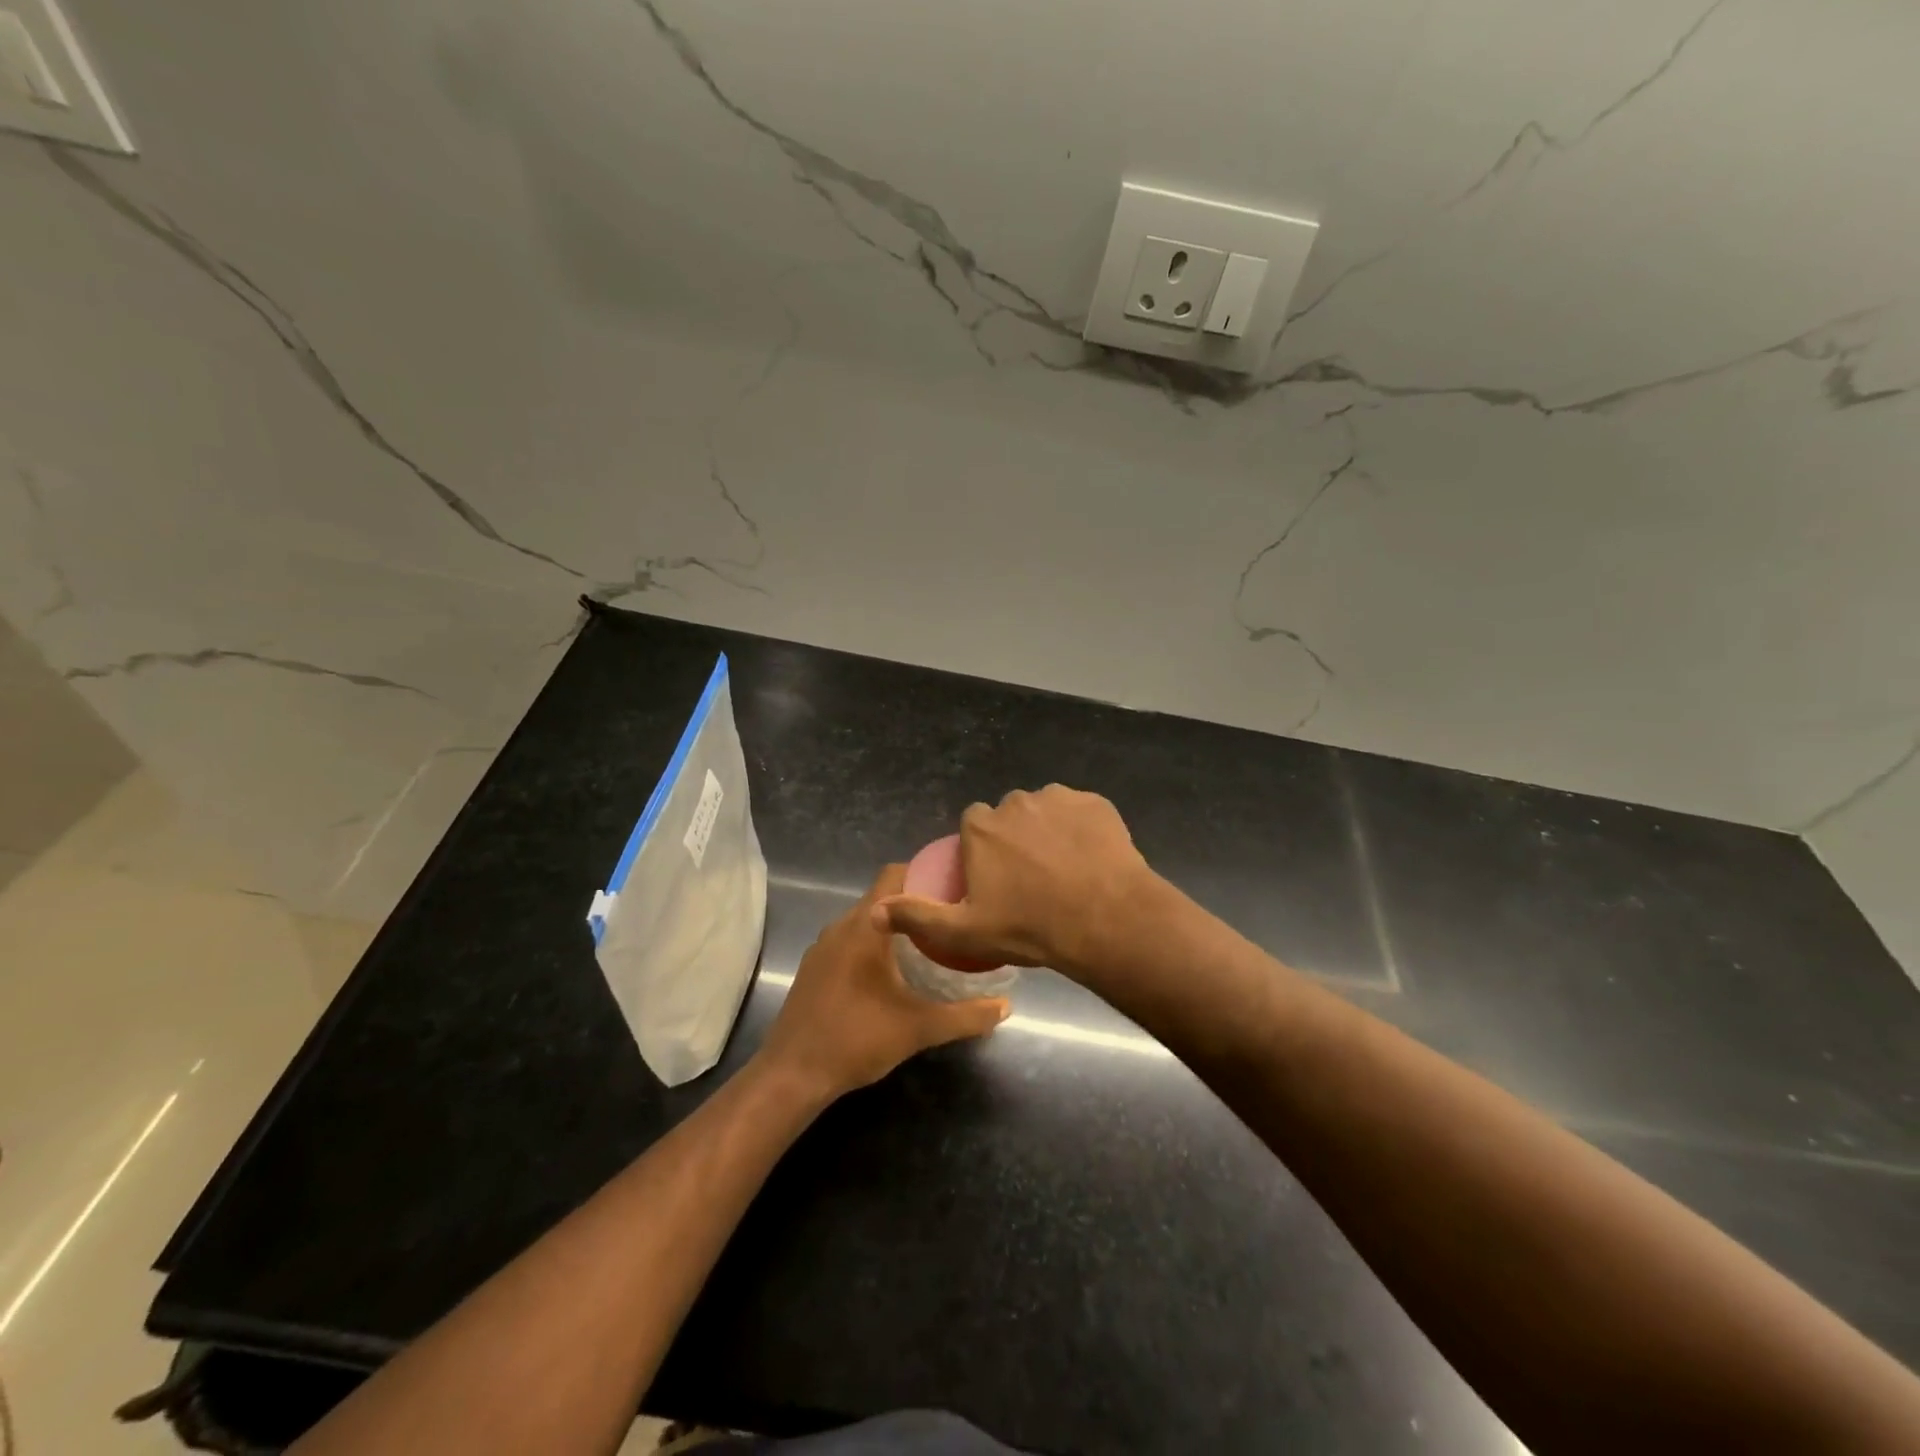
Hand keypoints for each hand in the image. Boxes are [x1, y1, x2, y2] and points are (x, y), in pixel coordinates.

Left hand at [757, 864, 1009, 1100]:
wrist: (792, 1075)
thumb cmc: (856, 1039)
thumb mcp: (919, 1028)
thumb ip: (965, 1016)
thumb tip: (1005, 1006)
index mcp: (865, 926)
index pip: (895, 874)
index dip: (926, 873)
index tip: (955, 887)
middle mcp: (841, 926)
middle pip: (883, 897)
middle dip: (916, 904)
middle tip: (951, 918)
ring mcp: (823, 947)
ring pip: (865, 920)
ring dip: (894, 926)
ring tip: (929, 943)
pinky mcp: (814, 968)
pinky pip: (849, 940)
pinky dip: (873, 944)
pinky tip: (892, 972)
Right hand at [872, 785, 1154, 978]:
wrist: (1106, 920)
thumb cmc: (1030, 927)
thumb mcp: (965, 932)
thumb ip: (917, 917)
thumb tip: (875, 910)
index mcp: (982, 828)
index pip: (974, 827)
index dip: (983, 851)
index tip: (997, 880)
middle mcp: (1016, 802)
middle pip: (1009, 817)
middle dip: (1016, 839)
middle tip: (1032, 879)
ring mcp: (1060, 799)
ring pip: (1046, 811)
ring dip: (1049, 831)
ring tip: (1065, 870)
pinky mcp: (1096, 803)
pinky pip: (1081, 812)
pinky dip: (1082, 829)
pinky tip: (1091, 859)